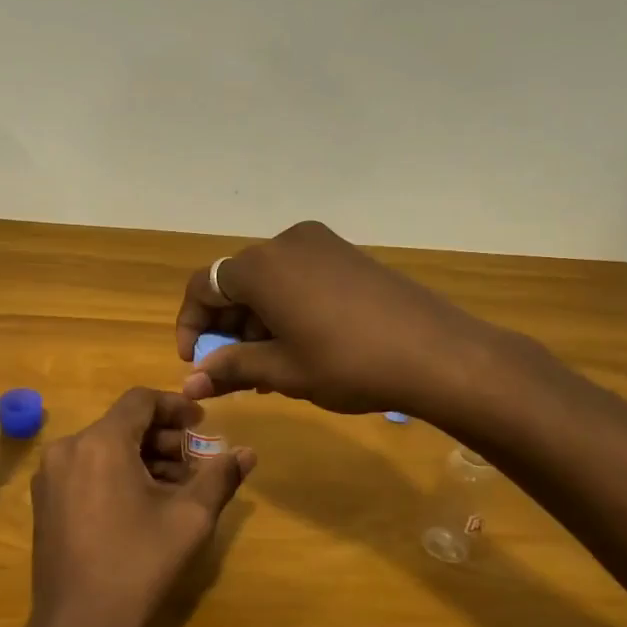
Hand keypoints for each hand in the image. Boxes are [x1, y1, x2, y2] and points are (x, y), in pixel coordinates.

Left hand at [27, 388, 255, 626]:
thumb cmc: (138, 565)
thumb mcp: (189, 519)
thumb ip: (219, 477)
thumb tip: (247, 452)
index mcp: (100, 442)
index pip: (140, 400)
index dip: (176, 406)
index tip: (203, 424)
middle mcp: (68, 448)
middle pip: (122, 424)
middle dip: (163, 438)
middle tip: (196, 463)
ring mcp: (51, 477)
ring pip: (105, 448)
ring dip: (143, 458)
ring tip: (177, 488)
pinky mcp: (45, 502)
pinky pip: (87, 470)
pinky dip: (118, 474)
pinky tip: (143, 505)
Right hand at [174, 220, 491, 416]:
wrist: (437, 353)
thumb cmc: (348, 364)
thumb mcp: (283, 371)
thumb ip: (230, 369)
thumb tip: (189, 383)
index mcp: (261, 267)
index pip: (203, 287)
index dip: (191, 325)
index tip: (194, 363)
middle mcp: (285, 243)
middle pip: (236, 281)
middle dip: (226, 326)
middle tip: (233, 370)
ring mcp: (321, 244)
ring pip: (269, 280)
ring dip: (257, 320)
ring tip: (268, 367)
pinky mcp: (347, 254)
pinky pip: (298, 276)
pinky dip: (285, 307)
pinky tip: (300, 344)